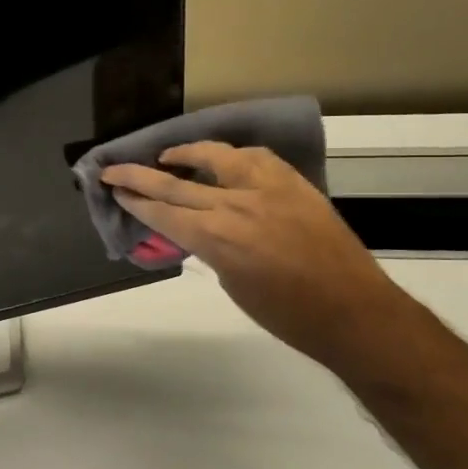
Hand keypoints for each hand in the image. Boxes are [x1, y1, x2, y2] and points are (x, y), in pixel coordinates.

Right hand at [101, 142, 420, 377]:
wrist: (353, 311)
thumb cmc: (287, 314)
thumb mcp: (232, 283)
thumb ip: (210, 249)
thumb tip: (198, 230)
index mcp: (216, 237)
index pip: (161, 211)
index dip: (133, 200)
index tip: (114, 190)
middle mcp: (236, 205)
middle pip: (175, 183)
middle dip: (139, 176)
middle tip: (113, 168)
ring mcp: (268, 188)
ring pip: (216, 156)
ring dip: (186, 154)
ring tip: (168, 155)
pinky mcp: (294, 183)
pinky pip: (255, 158)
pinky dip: (232, 156)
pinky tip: (224, 161)